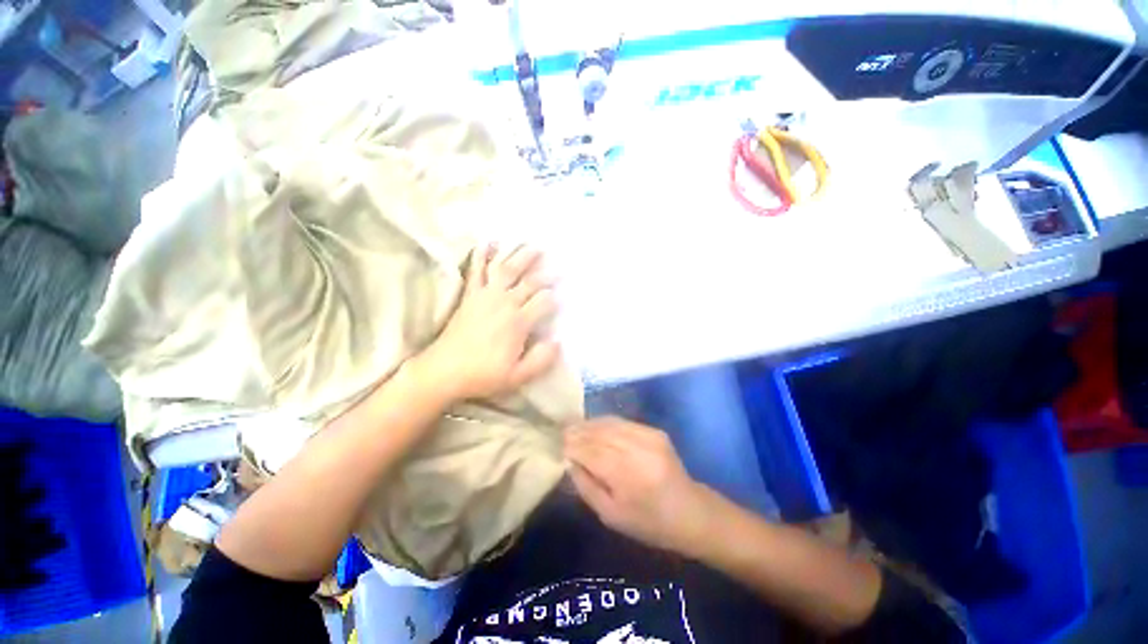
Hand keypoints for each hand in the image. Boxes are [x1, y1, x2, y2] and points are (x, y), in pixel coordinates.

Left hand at [416, 243, 560, 401]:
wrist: (444, 371)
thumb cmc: (483, 375)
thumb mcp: (517, 376)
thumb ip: (541, 359)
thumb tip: (558, 342)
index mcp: (518, 322)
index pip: (543, 302)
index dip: (555, 298)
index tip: (562, 297)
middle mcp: (504, 303)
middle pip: (529, 281)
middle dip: (546, 272)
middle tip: (558, 264)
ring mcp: (485, 296)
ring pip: (506, 269)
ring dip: (520, 255)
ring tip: (532, 244)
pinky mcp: (470, 295)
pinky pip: (476, 270)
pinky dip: (481, 255)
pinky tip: (488, 242)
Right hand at [564, 417, 715, 555]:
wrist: (690, 512)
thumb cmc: (648, 523)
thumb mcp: (610, 515)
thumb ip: (586, 486)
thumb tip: (569, 461)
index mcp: (627, 476)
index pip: (591, 452)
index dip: (572, 446)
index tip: (558, 444)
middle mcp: (638, 449)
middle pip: (599, 434)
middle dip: (578, 431)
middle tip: (562, 431)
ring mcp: (648, 436)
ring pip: (609, 424)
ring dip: (589, 424)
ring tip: (574, 426)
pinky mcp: (654, 431)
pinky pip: (622, 422)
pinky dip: (605, 423)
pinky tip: (595, 427)